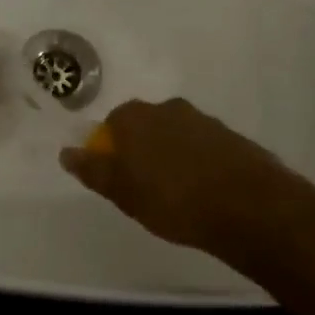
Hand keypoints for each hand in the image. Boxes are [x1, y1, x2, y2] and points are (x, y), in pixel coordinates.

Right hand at [59, 98, 314, 265]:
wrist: (248, 206)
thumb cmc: (173, 199)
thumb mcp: (123, 192)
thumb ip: (94, 170)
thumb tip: (67, 152)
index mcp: (136, 116)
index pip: (112, 125)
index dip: (112, 152)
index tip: (118, 181)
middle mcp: (168, 108)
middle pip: (145, 127)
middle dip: (142, 152)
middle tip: (145, 190)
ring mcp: (203, 120)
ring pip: (176, 136)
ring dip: (172, 158)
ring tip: (178, 196)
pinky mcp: (231, 138)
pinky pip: (203, 148)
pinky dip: (198, 165)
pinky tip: (204, 194)